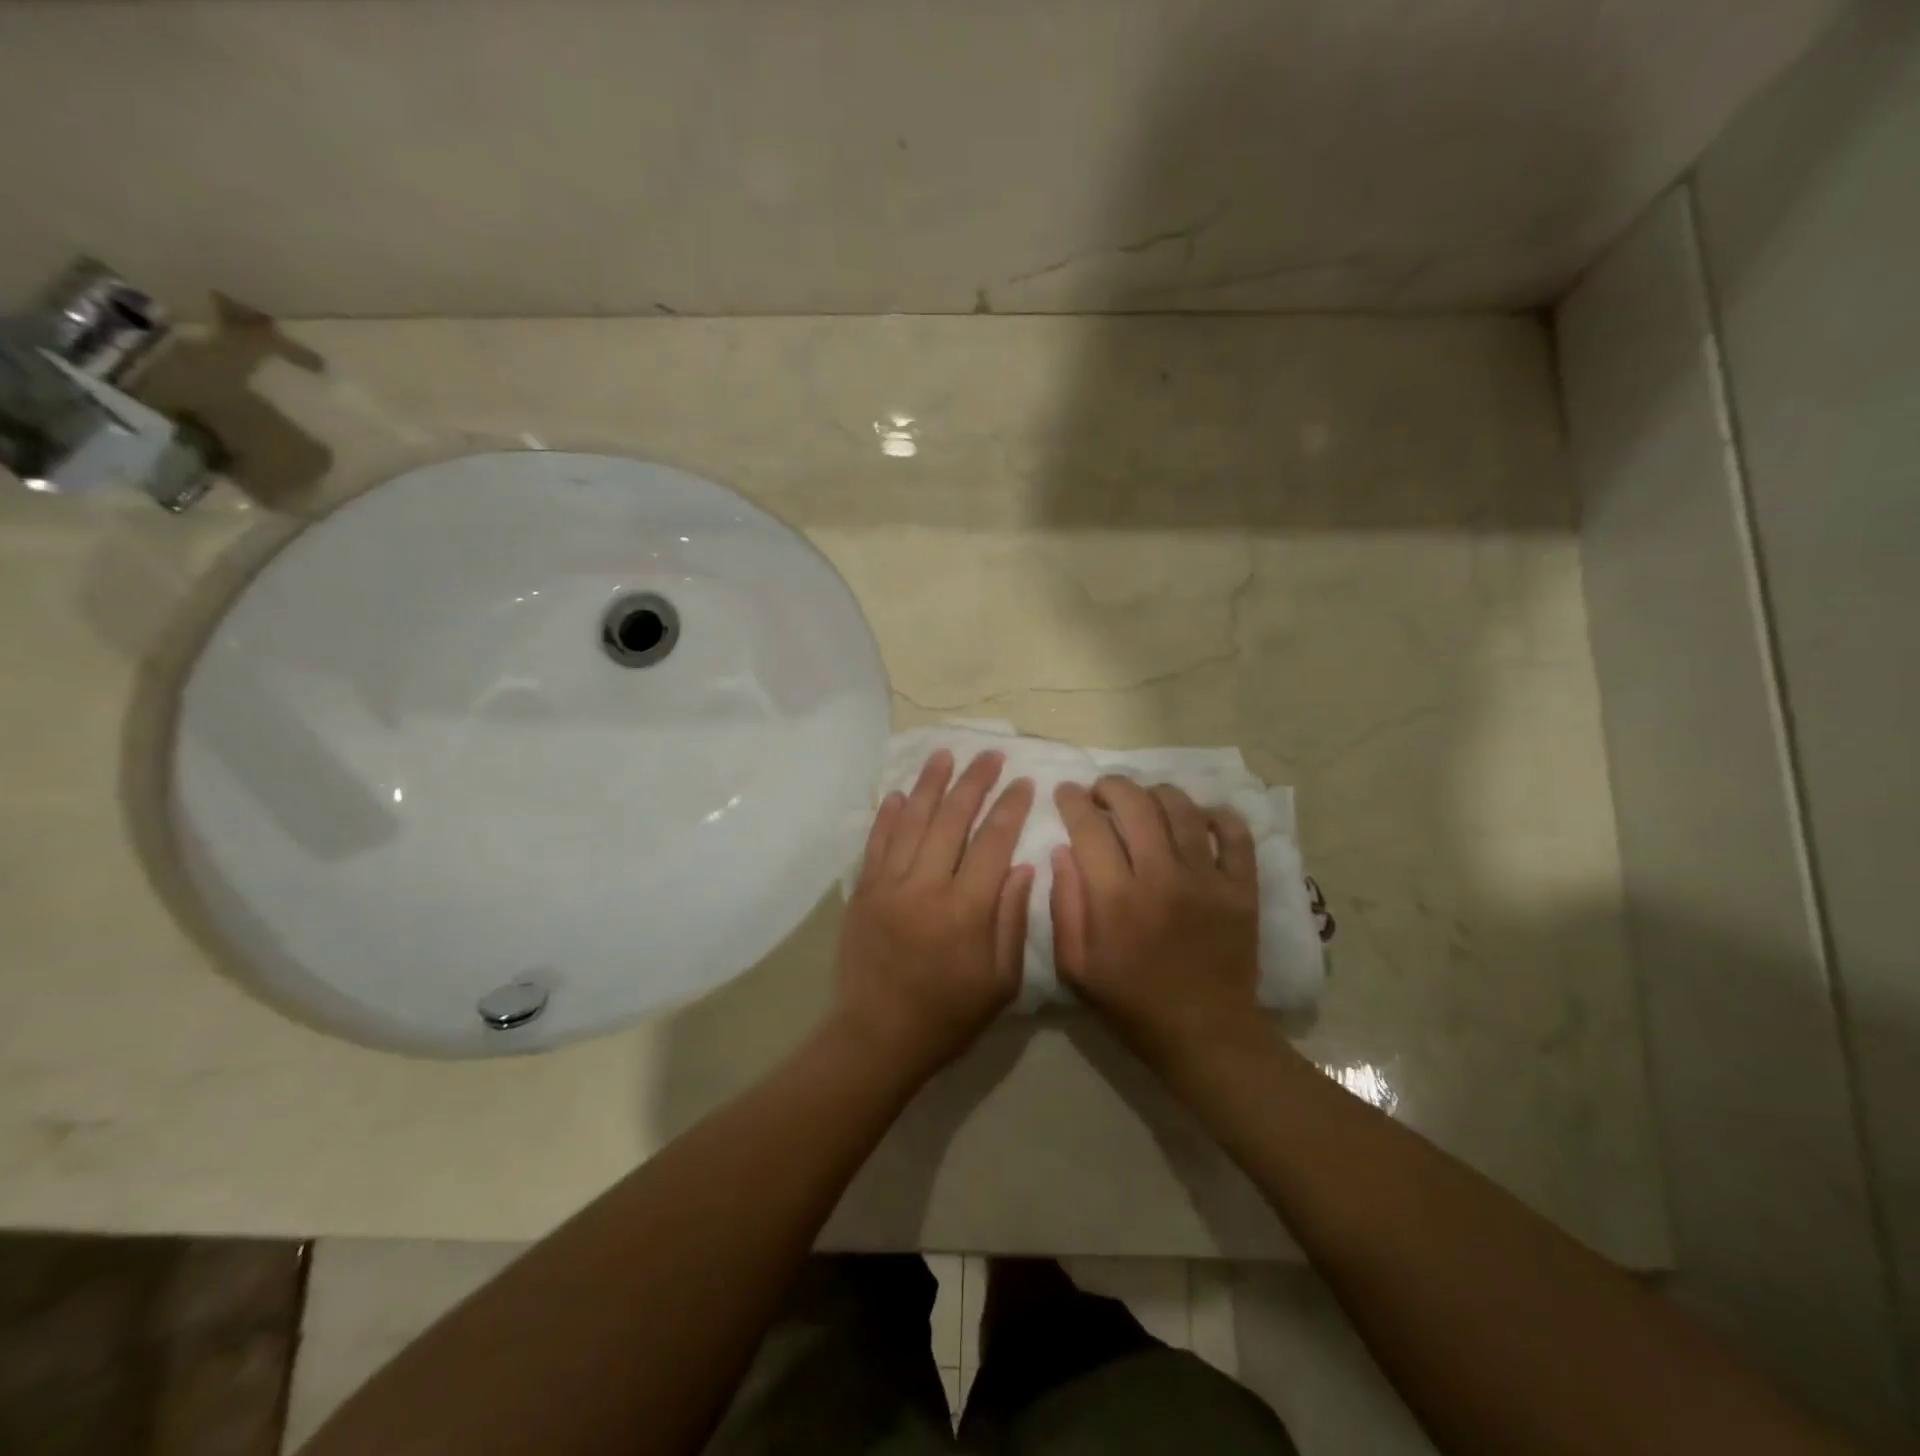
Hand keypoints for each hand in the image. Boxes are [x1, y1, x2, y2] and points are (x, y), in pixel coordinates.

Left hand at [835, 749, 1034, 1079]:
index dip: (1010, 808)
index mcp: (966, 909)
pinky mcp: (863, 891)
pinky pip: (876, 843)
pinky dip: (888, 815)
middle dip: (974, 781)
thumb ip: (1011, 920)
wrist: (877, 1037)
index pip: (993, 842)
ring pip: (912, 821)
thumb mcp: (1000, 981)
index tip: (1024, 782)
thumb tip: (1022, 867)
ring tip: (945, 754)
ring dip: (931, 784)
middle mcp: (926, 886)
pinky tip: (900, 793)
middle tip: (989, 754)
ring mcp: (889, 885)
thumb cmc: (949, 1015)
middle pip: (952, 819)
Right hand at [1051, 777, 1262, 1074]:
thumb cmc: (1131, 1003)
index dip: (1073, 800)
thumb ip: (1064, 906)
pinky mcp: (1242, 888)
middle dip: (1111, 786)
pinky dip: (1217, 815)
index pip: (1089, 827)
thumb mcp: (1076, 967)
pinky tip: (1199, 816)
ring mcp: (1207, 880)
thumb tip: (1062, 851)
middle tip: (1101, 792)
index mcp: (1116, 898)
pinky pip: (1235, 834)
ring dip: (1156, 793)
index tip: (1066, 792)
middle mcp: (1162, 877)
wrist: (1205, 1034)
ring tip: (1145, 800)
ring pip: (1182, 809)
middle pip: (1135, 804)